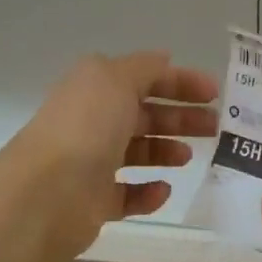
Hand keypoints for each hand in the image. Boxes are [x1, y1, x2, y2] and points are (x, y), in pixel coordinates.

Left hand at [6, 52, 218, 261]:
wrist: (46, 193)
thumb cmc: (86, 127)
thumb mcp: (117, 79)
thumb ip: (146, 68)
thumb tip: (165, 60)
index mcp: (97, 87)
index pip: (146, 78)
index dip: (181, 82)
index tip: (215, 93)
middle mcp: (94, 121)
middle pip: (146, 115)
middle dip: (181, 118)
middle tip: (214, 127)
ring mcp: (93, 162)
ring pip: (138, 152)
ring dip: (166, 151)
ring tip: (188, 157)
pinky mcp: (95, 201)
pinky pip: (128, 194)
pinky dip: (148, 192)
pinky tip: (162, 189)